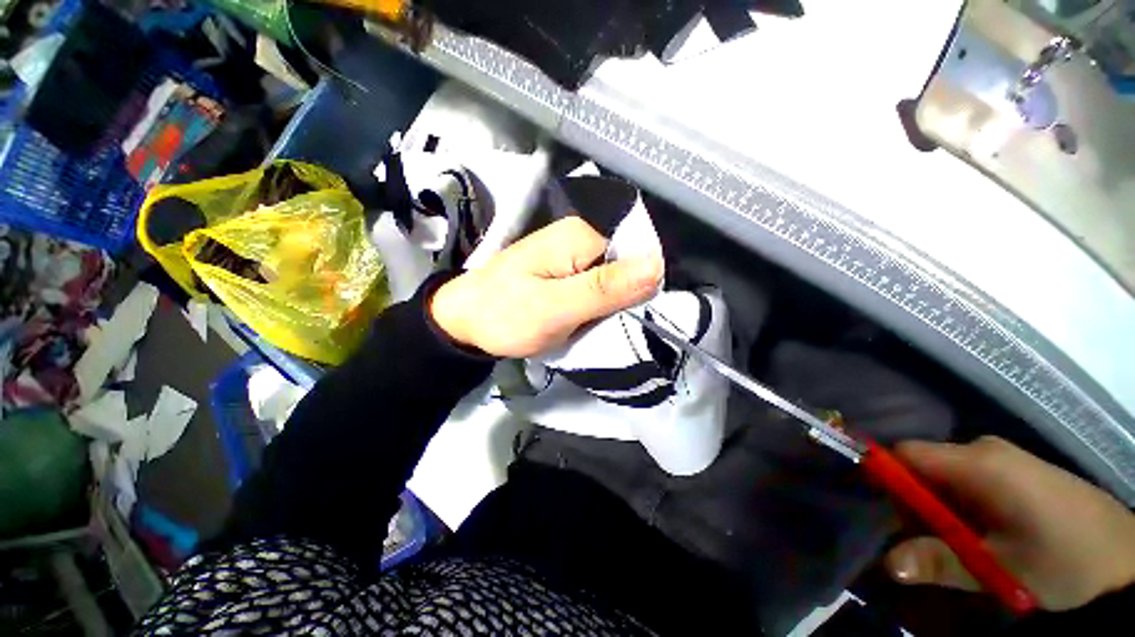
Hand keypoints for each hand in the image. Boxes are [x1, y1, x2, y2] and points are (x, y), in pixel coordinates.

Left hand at [430, 216, 663, 357]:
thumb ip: (605, 288)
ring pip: (612, 279)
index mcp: (580, 235)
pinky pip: (596, 287)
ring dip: (612, 304)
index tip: (633, 314)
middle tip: (610, 324)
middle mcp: (579, 238)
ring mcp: (571, 256)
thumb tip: (657, 266)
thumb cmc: (505, 315)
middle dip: (626, 296)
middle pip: (625, 265)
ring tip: (598, 325)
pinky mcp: (565, 273)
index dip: (642, 283)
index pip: (635, 250)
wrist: (465, 323)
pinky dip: (599, 306)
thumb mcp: (557, 307)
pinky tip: (592, 320)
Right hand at [885, 436, 1134, 610]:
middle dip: (913, 502)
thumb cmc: (1065, 560)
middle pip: (923, 466)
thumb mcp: (1003, 570)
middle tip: (920, 542)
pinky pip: (969, 480)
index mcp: (979, 463)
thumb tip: (888, 563)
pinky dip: (960, 506)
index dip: (883, 476)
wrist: (1128, 559)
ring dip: (938, 508)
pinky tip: (979, 534)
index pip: (905, 454)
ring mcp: (1004, 459)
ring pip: (946, 475)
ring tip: (953, 544)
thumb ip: (942, 561)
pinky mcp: (1017, 471)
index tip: (877, 509)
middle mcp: (985, 450)